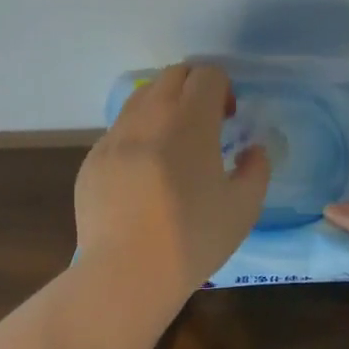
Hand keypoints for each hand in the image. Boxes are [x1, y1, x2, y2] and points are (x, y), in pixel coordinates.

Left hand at [74, 62, 271, 297]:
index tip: (228, 118)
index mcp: (190, 121)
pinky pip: (119, 131)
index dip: (223, 88)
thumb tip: (252, 151)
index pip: (207, 74)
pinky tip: (144, 176)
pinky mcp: (92, 159)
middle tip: (205, 124)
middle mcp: (149, 116)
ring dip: (163, 107)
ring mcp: (115, 136)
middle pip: (172, 75)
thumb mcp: (244, 208)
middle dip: (193, 88)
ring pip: (141, 98)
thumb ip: (256, 170)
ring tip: (173, 145)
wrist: (126, 274)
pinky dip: (137, 137)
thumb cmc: (193, 239)